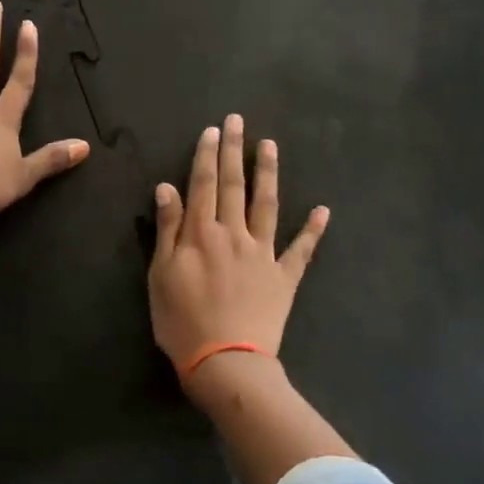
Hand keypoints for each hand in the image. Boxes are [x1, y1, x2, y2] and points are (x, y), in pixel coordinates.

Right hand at [148, 114, 328, 373]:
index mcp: (201, 234)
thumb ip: (167, 229)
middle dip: (235, 151)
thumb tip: (167, 188)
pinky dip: (313, 230)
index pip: (203, 185)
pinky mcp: (284, 277)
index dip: (207, 156)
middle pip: (234, 186)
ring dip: (269, 174)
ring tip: (271, 146)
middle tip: (239, 121)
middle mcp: (234, 234)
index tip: (213, 130)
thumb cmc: (182, 322)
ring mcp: (263, 254)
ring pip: (267, 205)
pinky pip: (301, 250)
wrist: (226, 362)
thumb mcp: (161, 275)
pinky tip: (323, 210)